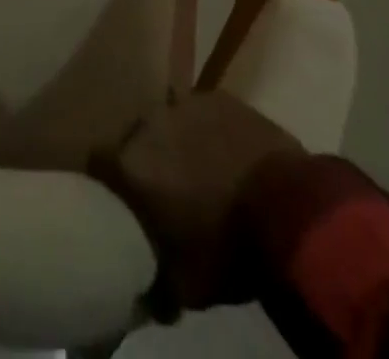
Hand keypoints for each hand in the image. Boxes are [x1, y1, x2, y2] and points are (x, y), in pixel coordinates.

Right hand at [91, 91, 306, 317]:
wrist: (290, 211)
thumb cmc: (228, 249)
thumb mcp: (184, 286)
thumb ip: (152, 284)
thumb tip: (141, 292)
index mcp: (129, 164)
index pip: (98, 164)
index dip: (107, 184)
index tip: (118, 204)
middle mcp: (147, 123)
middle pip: (134, 141)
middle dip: (145, 164)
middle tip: (163, 193)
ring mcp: (185, 103)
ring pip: (168, 125)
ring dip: (175, 146)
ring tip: (197, 174)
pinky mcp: (218, 96)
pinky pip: (200, 115)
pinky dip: (206, 133)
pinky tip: (223, 156)